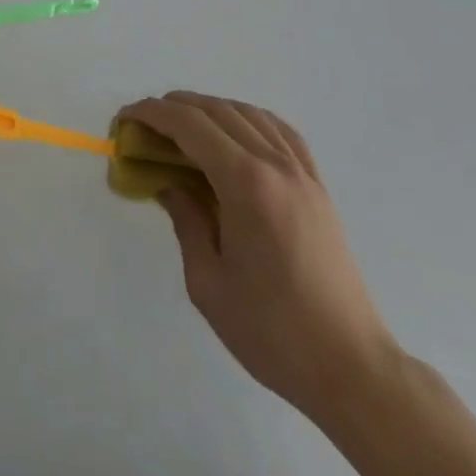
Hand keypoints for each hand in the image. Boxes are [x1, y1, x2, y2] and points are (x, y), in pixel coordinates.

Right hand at [118, 92, 397, 423]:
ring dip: (209, 109)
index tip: (125, 118)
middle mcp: (274, 163)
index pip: (189, 125)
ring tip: (183, 127)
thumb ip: (184, 219)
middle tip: (145, 125)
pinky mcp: (317, 186)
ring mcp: (301, 172)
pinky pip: (280, 131)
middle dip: (174, 107)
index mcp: (245, 183)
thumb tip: (167, 182)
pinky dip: (249, 119)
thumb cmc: (272, 331)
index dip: (151, 113)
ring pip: (247, 112)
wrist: (350, 367)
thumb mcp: (207, 282)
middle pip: (216, 110)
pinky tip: (236, 133)